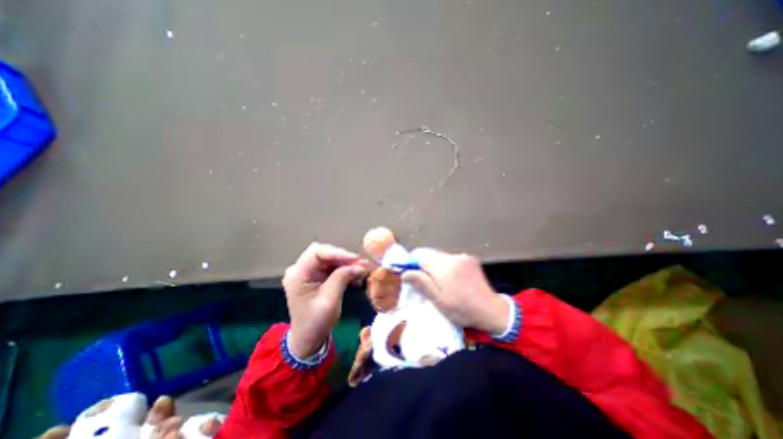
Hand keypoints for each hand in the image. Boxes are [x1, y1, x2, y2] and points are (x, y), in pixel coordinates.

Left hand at [284, 242, 368, 357]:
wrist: (308, 339)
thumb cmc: (315, 322)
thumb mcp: (330, 300)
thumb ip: (342, 278)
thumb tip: (359, 265)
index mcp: (298, 274)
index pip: (317, 252)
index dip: (337, 252)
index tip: (355, 259)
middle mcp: (301, 269)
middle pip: (325, 253)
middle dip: (344, 258)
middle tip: (362, 264)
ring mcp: (309, 272)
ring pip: (331, 259)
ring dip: (347, 264)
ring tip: (363, 269)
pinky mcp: (317, 276)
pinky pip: (333, 267)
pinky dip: (345, 270)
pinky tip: (356, 276)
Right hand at [404, 248, 508, 333]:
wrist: (491, 310)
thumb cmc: (462, 309)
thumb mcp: (438, 301)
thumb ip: (421, 284)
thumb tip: (405, 272)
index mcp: (444, 266)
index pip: (420, 255)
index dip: (413, 263)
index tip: (411, 274)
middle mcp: (453, 256)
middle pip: (430, 254)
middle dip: (424, 265)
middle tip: (425, 282)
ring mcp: (463, 256)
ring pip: (440, 256)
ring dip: (435, 266)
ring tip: (440, 283)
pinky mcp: (470, 259)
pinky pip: (451, 259)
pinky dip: (446, 266)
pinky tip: (452, 279)